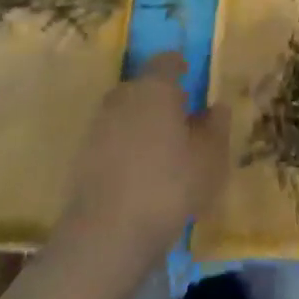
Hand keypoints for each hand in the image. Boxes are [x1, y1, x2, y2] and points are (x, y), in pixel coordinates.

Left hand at [55, 52, 229, 264]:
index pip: (166, 61)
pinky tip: (140, 173)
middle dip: (160, 97)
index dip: (180, 67)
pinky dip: (125, 148)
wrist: (106, 238)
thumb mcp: (211, 156)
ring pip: (125, 114)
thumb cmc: (169, 185)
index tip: (191, 79)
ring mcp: (97, 128)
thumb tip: (216, 107)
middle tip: (180, 118)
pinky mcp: (81, 159)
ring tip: (162, 149)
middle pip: (142, 87)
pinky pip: (111, 141)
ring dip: (141, 124)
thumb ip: (216, 125)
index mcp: (154, 87)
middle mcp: (122, 98)